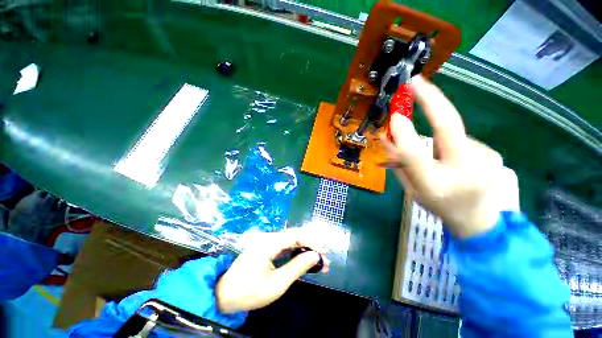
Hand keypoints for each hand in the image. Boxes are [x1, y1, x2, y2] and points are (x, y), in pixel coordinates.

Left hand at [215, 229, 329, 313]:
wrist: (224, 296)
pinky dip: (296, 254)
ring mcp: (267, 244)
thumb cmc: (249, 292)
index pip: (295, 235)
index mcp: (269, 243)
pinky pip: (285, 248)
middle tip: (324, 259)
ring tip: (319, 262)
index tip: (323, 252)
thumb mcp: (276, 284)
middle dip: (310, 246)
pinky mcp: (267, 250)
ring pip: (291, 242)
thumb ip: (297, 267)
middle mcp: (269, 239)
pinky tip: (305, 261)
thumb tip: (315, 256)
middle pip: (294, 237)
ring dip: (305, 250)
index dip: (311, 241)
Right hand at [381, 75, 519, 238]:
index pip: (415, 156)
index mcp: (435, 186)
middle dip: (430, 99)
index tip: (395, 115)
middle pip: (448, 127)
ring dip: (438, 137)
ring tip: (437, 157)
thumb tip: (386, 136)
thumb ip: (398, 164)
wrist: (478, 220)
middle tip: (415, 81)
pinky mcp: (492, 153)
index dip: (403, 133)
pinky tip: (453, 160)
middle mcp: (464, 172)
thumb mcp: (410, 189)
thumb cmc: (437, 205)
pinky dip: (450, 143)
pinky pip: (461, 140)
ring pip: (451, 133)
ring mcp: (485, 160)